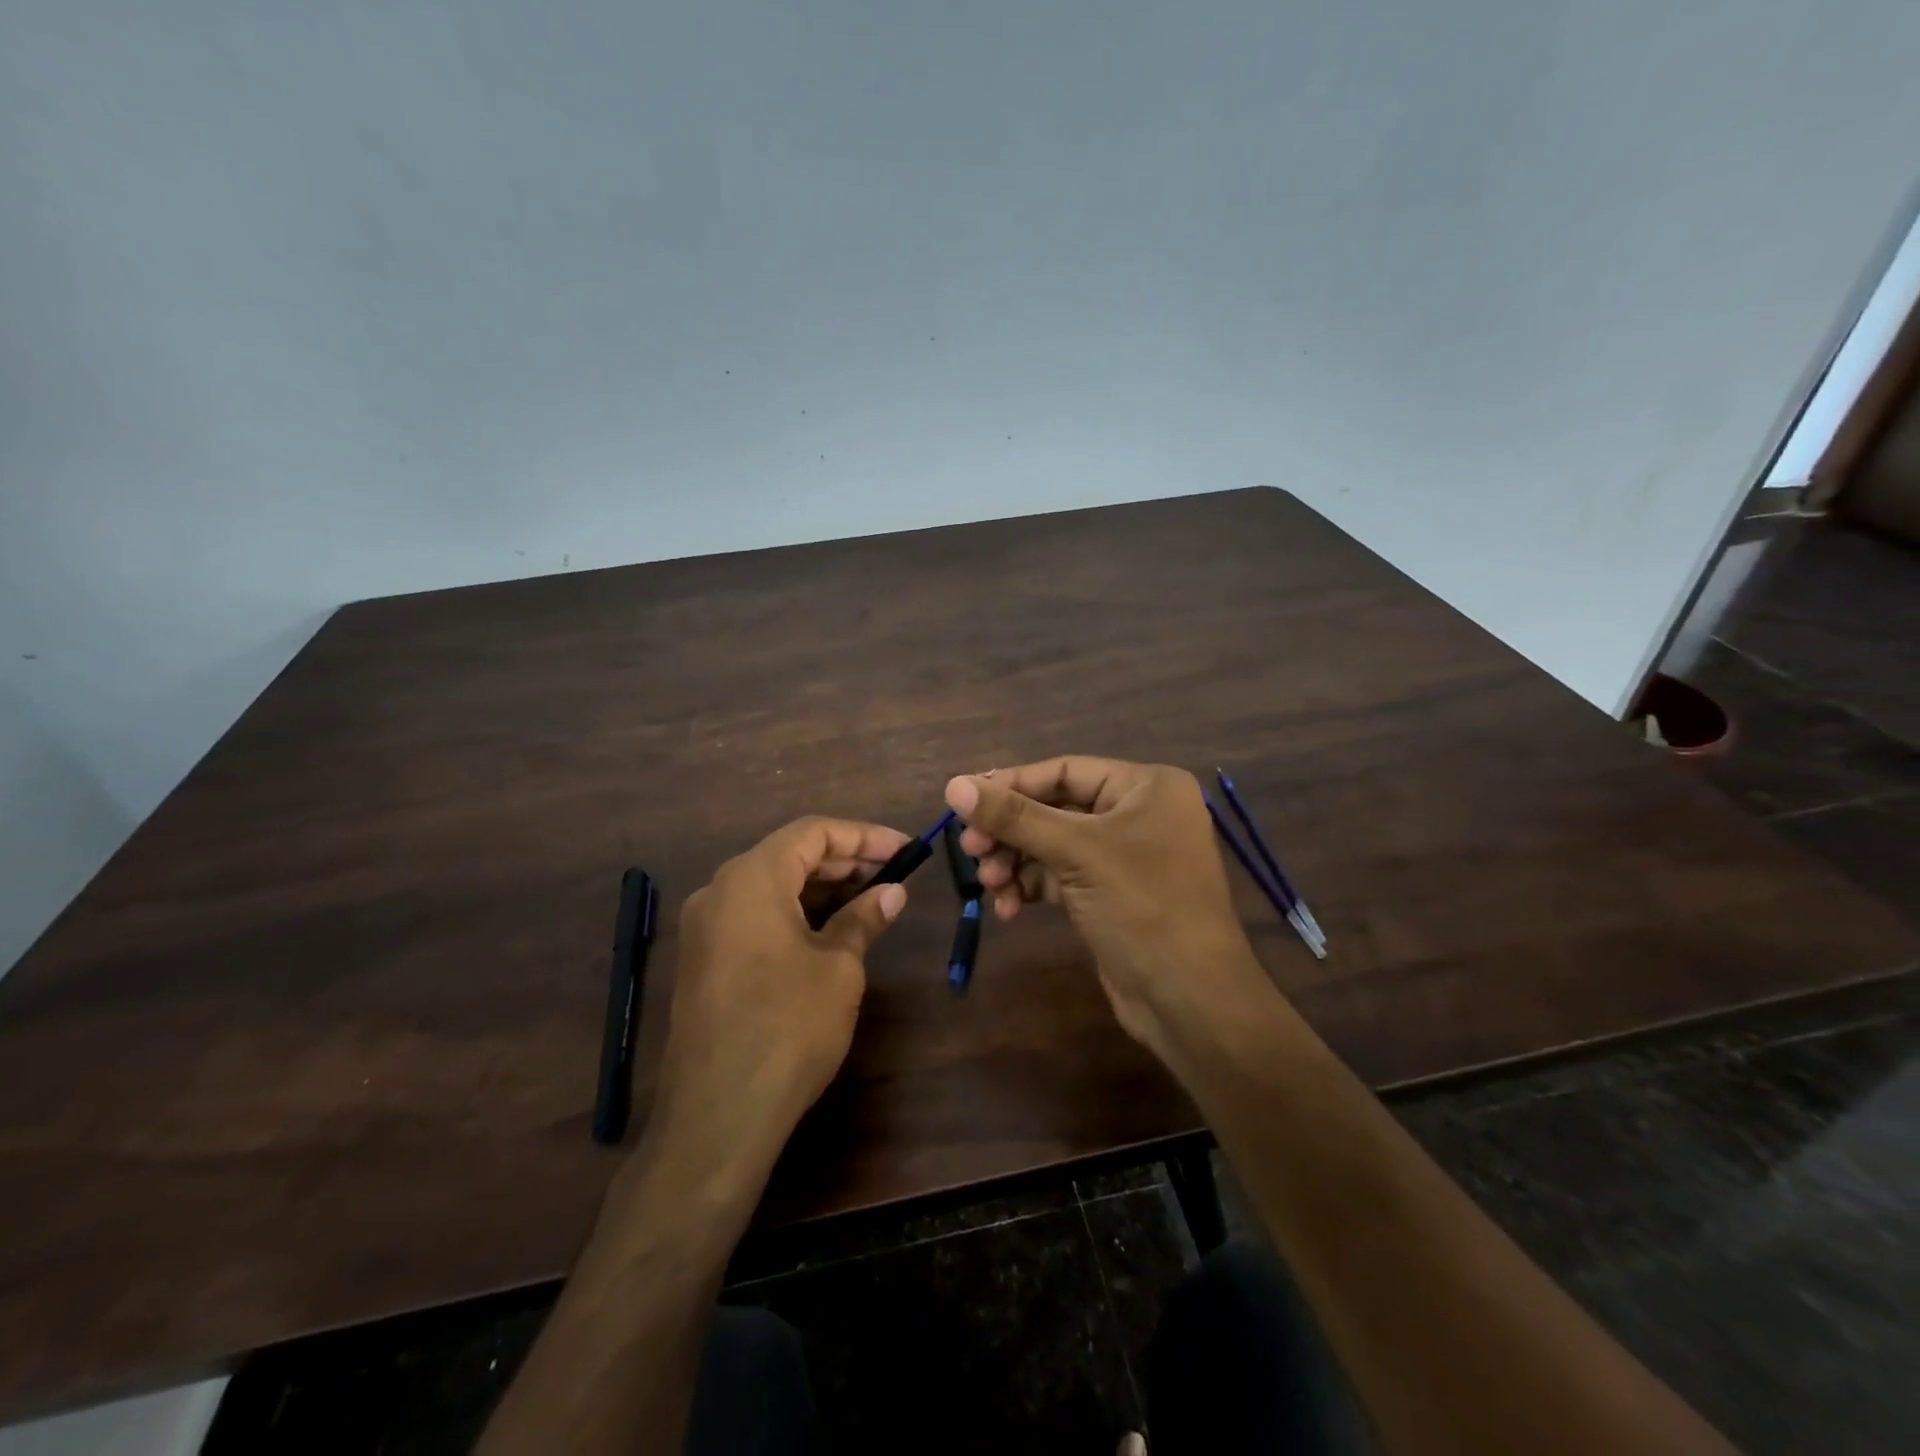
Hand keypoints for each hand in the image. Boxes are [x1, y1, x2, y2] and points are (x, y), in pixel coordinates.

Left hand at [644, 817, 909, 1179]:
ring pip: (772, 886)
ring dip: (822, 887)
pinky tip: (831, 929)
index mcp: (751, 878)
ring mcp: (706, 928)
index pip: (812, 832)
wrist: (719, 1116)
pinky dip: (795, 912)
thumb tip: (891, 892)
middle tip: (894, 873)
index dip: (864, 836)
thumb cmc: (788, 1027)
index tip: (906, 849)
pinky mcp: (704, 960)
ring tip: (870, 898)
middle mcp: (719, 891)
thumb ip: (863, 918)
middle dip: (845, 859)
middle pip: (789, 854)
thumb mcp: (839, 967)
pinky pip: (755, 915)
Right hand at [944, 758, 1273, 1058]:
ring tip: (989, 884)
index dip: (1011, 785)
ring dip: (1015, 862)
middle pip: (1055, 808)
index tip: (963, 803)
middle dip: (1011, 831)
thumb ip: (1014, 817)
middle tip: (970, 850)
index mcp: (1146, 787)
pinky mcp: (1111, 894)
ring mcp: (1125, 856)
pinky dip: (1031, 887)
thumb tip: (953, 785)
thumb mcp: (1076, 854)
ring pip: (1053, 845)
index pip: (1064, 771)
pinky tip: (1007, 909)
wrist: (1191, 1001)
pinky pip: (1060, 876)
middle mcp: (1138, 813)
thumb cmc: (1143, 907)